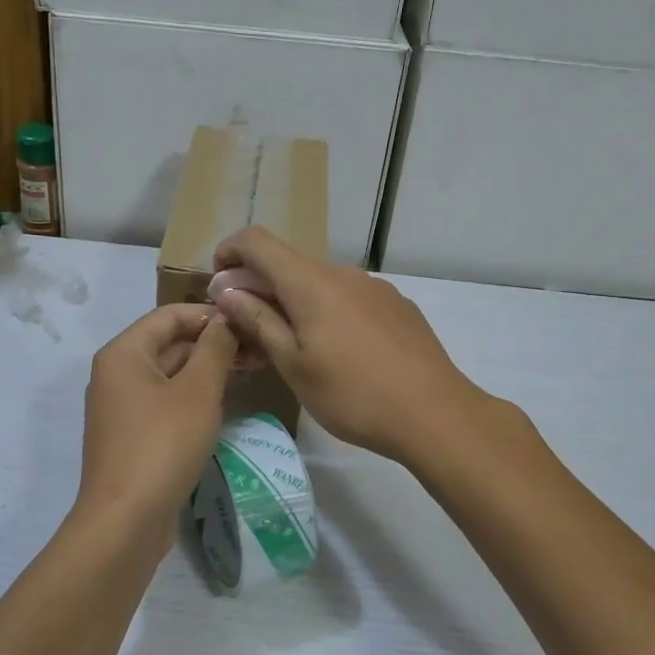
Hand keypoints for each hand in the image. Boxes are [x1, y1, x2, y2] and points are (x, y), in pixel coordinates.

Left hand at [75, 304, 237, 548]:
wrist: (125, 520)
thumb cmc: (163, 445)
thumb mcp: (198, 391)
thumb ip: (215, 350)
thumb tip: (225, 321)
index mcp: (124, 353)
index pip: (169, 315)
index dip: (209, 315)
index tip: (248, 323)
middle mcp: (116, 373)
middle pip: (168, 343)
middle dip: (212, 344)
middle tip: (258, 351)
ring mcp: (121, 407)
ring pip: (169, 374)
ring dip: (206, 370)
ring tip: (249, 372)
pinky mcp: (131, 435)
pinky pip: (164, 401)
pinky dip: (192, 396)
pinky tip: (222, 403)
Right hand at [209, 227, 487, 464]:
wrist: (435, 414)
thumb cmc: (353, 394)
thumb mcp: (293, 365)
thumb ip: (258, 321)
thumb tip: (227, 290)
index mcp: (311, 283)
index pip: (257, 241)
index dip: (229, 252)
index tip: (219, 286)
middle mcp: (343, 273)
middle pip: (289, 264)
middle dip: (260, 288)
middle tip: (250, 332)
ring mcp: (375, 287)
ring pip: (320, 283)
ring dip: (295, 303)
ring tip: (295, 349)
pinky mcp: (397, 305)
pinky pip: (350, 297)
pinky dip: (328, 312)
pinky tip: (340, 353)